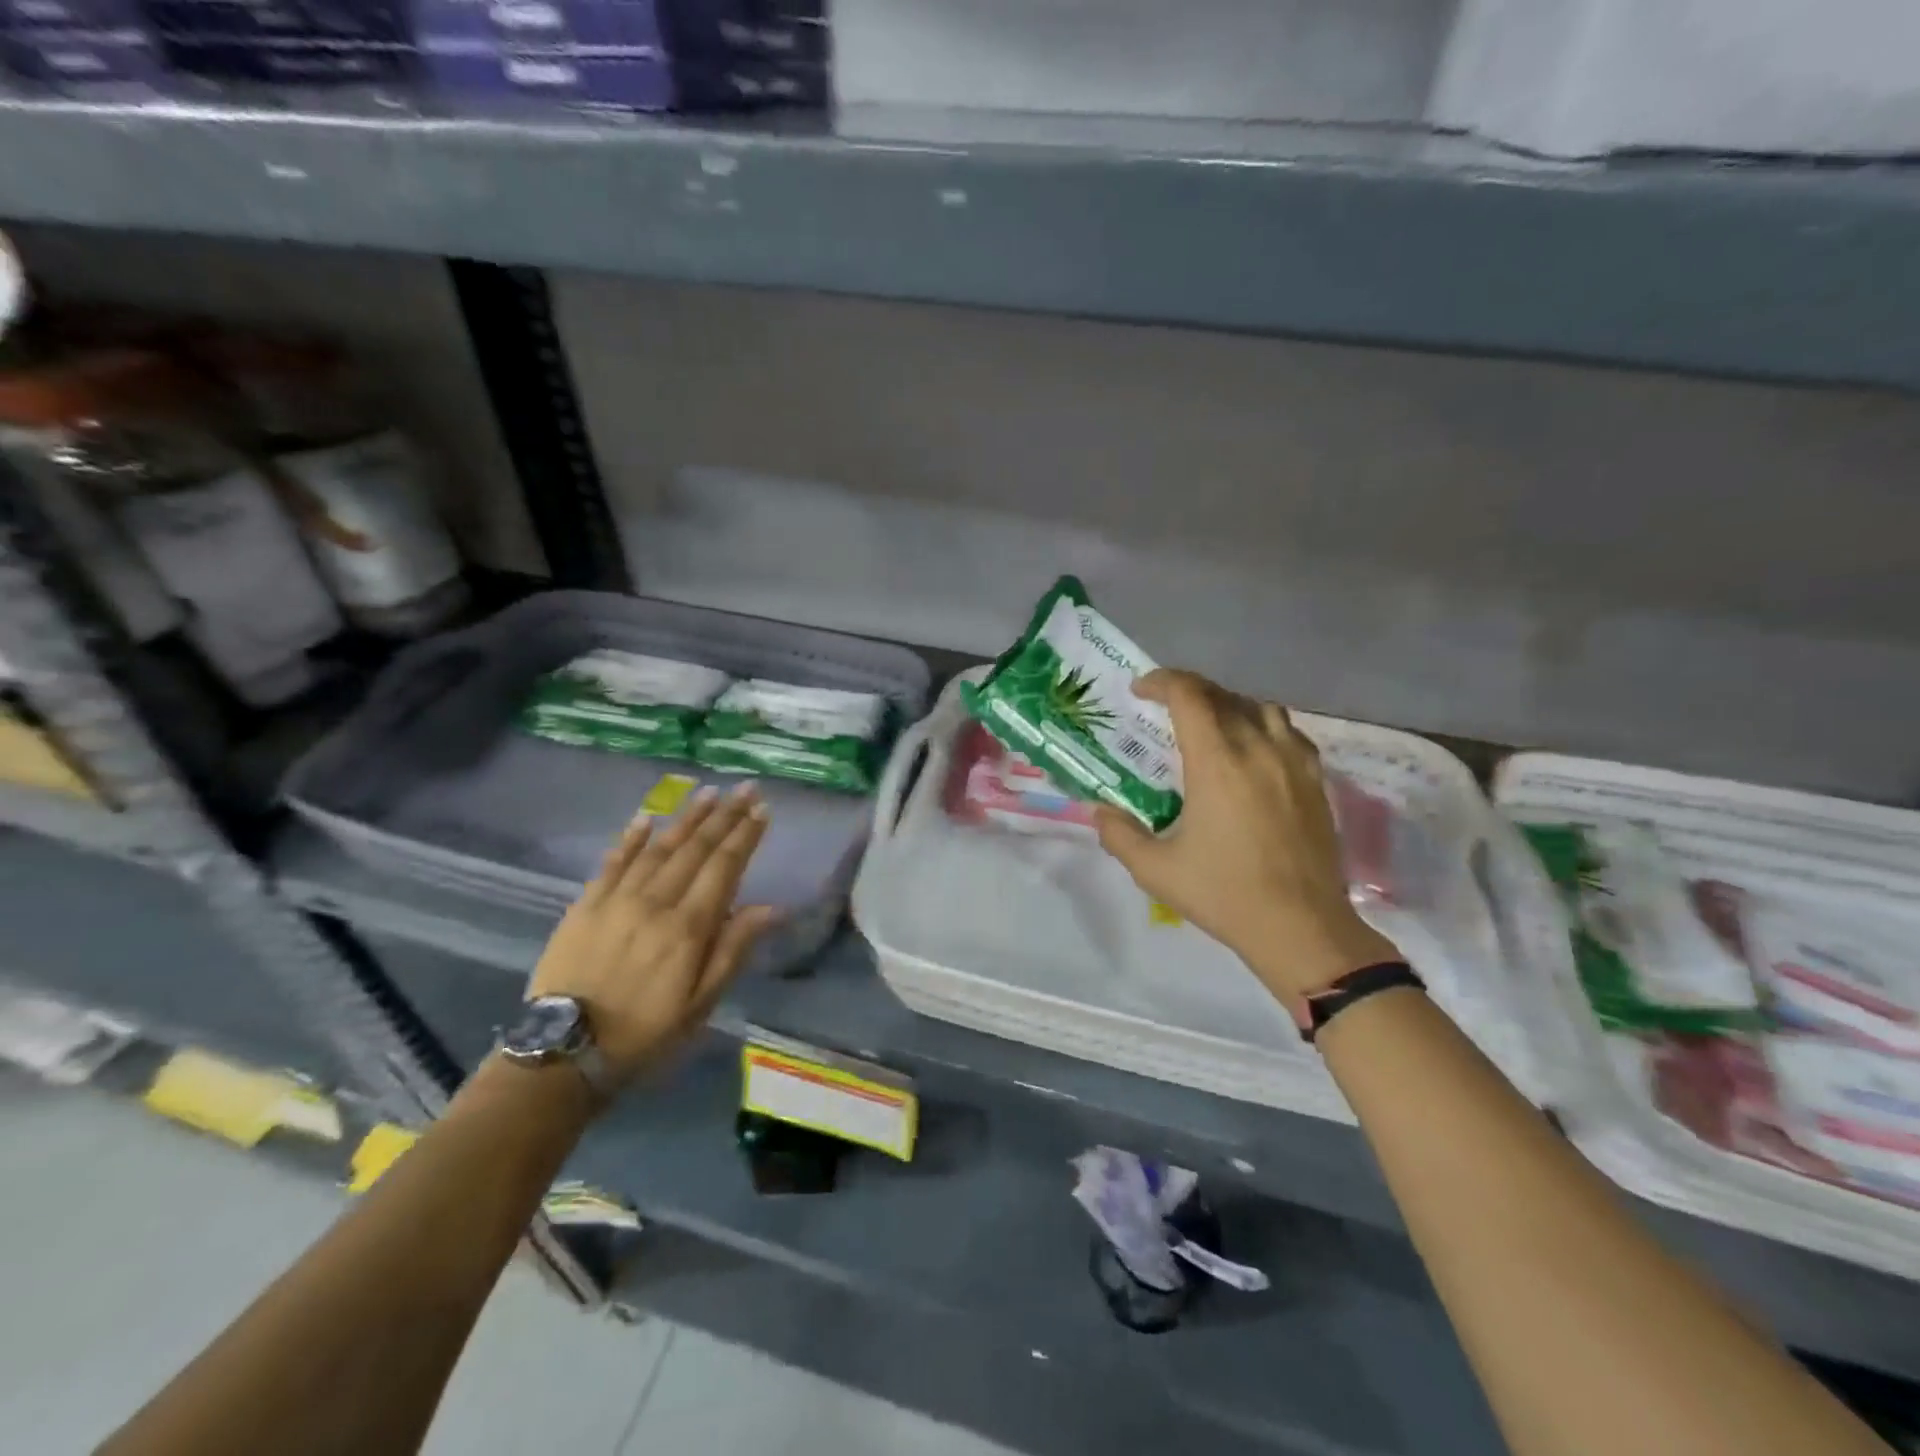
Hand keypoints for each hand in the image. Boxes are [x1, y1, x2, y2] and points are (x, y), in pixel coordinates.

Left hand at [528, 784, 776, 1084]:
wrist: (565, 1052)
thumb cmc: (646, 1032)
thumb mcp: (701, 1003)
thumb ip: (733, 950)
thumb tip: (773, 908)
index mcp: (689, 927)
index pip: (724, 867)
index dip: (745, 835)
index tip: (763, 810)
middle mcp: (656, 902)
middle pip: (696, 848)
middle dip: (724, 815)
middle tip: (746, 788)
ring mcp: (617, 899)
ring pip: (659, 846)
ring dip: (686, 817)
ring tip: (709, 793)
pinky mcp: (585, 904)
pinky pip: (613, 861)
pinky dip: (631, 838)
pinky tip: (647, 818)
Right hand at [1094, 669, 1399, 1001]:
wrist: (1301, 927)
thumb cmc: (1224, 894)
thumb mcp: (1155, 870)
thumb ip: (1120, 835)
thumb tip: (1099, 812)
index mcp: (1217, 763)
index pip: (1190, 696)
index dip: (1162, 682)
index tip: (1141, 690)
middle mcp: (1258, 749)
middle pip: (1224, 695)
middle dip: (1190, 690)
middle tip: (1167, 706)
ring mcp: (1294, 763)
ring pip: (1261, 708)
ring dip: (1230, 705)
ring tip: (1211, 724)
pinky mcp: (1317, 781)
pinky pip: (1290, 733)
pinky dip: (1264, 727)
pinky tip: (1254, 751)